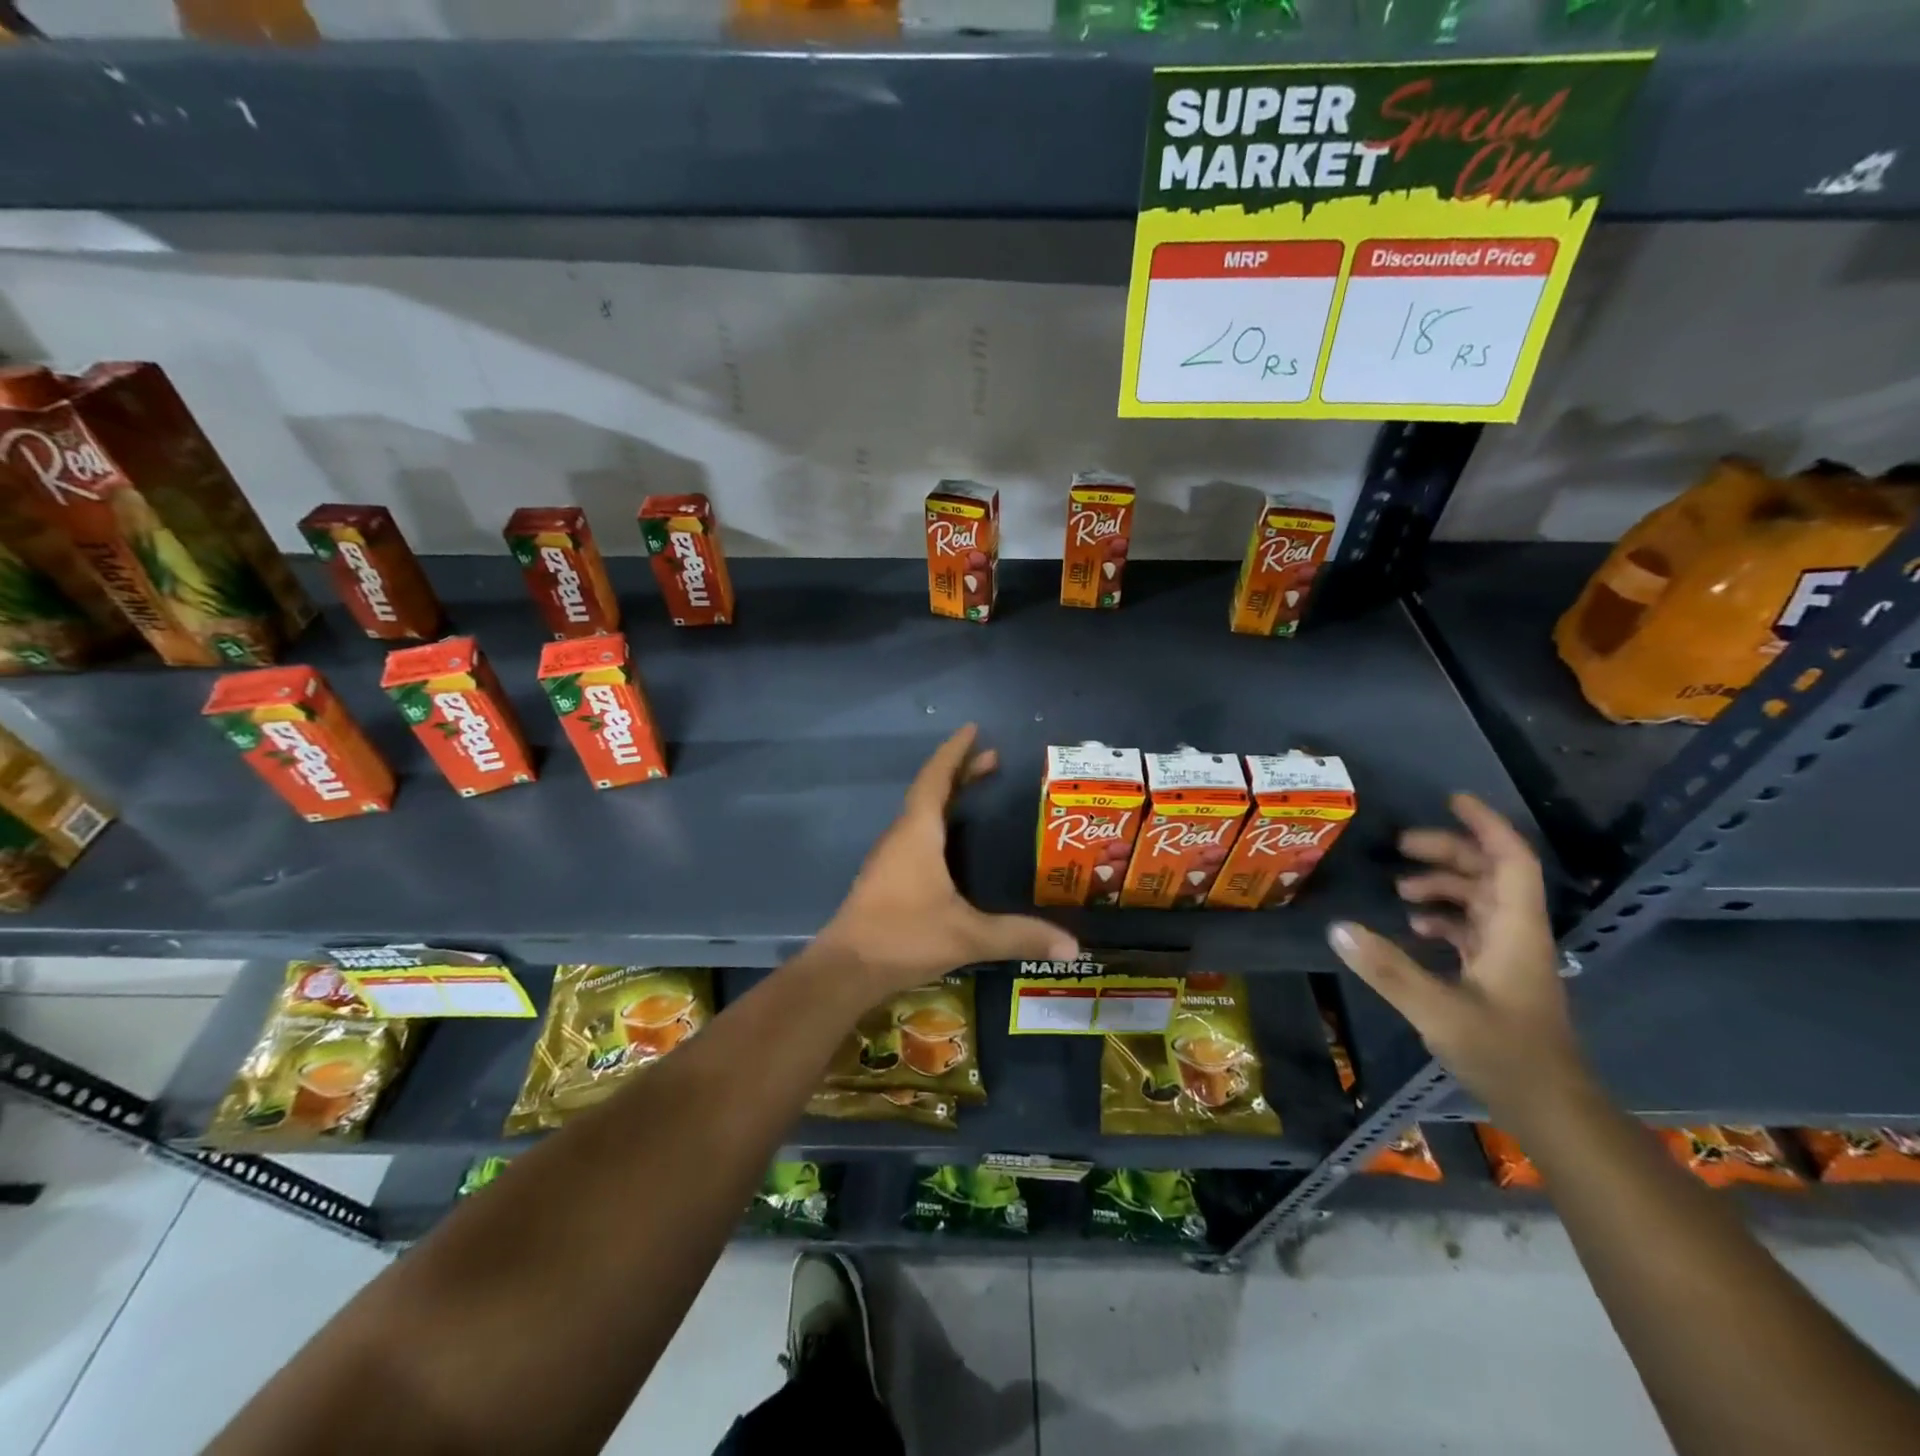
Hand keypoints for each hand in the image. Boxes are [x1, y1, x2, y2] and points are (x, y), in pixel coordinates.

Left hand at [816, 724, 1077, 999]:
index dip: (955, 752)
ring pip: (921, 814)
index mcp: (917, 833)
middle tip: (994, 761)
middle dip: (961, 773)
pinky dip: (938, 824)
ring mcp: (890, 858)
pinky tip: (953, 845)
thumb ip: (1019, 936)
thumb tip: (1074, 946)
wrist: (846, 970)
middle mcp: (901, 836)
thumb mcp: (967, 935)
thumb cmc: (904, 936)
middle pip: (931, 792)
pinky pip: (916, 835)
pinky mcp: (886, 879)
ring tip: (977, 795)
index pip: (936, 778)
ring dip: (948, 798)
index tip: (973, 730)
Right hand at [1325, 793, 1586, 1119]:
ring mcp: (1510, 956)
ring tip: (1399, 890)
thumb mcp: (1437, 1011)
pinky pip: (1472, 928)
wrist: (1552, 1110)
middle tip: (1399, 847)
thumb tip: (1337, 927)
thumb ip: (1387, 968)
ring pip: (1481, 900)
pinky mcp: (1499, 976)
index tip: (1452, 800)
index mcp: (1514, 930)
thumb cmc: (1505, 1054)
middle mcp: (1517, 934)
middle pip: (1490, 874)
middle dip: (1448, 852)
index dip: (1485, 826)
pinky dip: (1443, 918)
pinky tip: (1412, 928)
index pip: (1510, 860)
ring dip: (1443, 885)